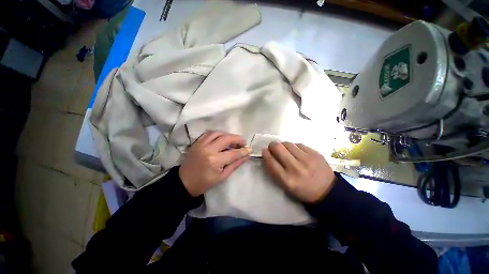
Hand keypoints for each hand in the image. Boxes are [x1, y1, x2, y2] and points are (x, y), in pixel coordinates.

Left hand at [179, 131, 251, 196]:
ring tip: (232, 141)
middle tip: (242, 143)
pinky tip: (221, 138)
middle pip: (227, 138)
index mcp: (215, 161)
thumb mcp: (222, 176)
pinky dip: (217, 134)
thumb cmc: (205, 183)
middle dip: (238, 139)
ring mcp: (201, 144)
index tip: (250, 149)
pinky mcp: (197, 142)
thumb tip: (246, 156)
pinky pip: (209, 133)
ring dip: (228, 135)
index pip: (234, 153)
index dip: (244, 151)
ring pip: (218, 133)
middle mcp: (209, 149)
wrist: (184, 182)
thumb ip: (235, 164)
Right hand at [262, 142, 335, 202]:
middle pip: (278, 148)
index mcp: (287, 180)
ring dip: (283, 145)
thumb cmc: (302, 190)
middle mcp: (296, 168)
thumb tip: (267, 154)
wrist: (327, 191)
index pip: (271, 161)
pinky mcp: (315, 153)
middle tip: (273, 147)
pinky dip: (294, 147)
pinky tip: (297, 152)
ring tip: (286, 150)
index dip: (265, 154)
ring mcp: (307, 159)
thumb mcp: (285, 185)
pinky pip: (298, 144)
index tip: (264, 150)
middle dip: (272, 145)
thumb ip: (274, 170)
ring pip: (288, 143)